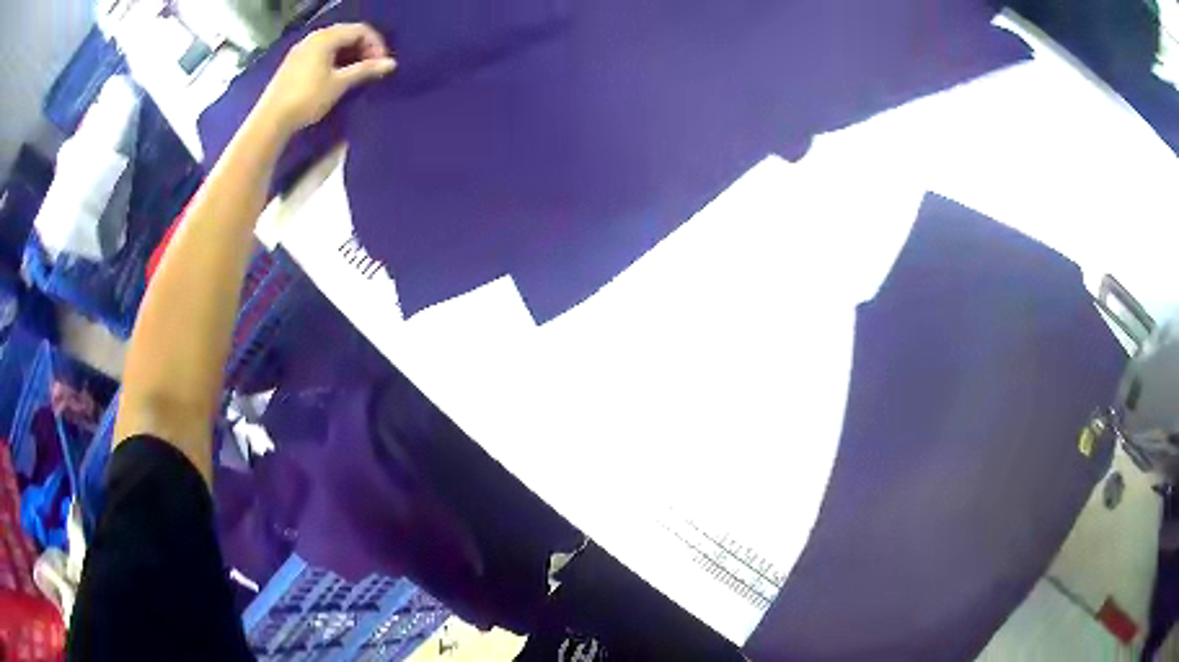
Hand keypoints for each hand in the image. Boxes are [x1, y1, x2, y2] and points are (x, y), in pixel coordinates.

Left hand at [256, 23, 395, 136]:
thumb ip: (365, 70)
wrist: (271, 120)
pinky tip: (337, 77)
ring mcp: (301, 49)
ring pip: (333, 44)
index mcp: (326, 37)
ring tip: (356, 74)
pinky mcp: (293, 63)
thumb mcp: (339, 84)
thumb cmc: (307, 98)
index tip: (382, 64)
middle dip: (363, 49)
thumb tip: (391, 64)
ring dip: (349, 55)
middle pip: (347, 34)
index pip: (360, 30)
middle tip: (371, 69)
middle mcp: (313, 37)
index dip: (375, 44)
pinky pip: (321, 53)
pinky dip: (334, 60)